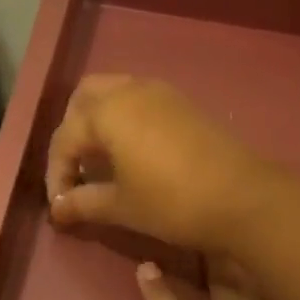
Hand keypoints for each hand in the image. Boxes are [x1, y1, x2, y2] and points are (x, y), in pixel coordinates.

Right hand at [46, 76, 271, 252]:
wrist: (243, 199)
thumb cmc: (171, 202)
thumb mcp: (121, 206)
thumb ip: (83, 203)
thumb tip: (57, 209)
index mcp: (108, 112)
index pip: (65, 138)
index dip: (56, 174)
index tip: (60, 206)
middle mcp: (131, 90)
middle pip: (85, 99)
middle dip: (72, 133)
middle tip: (75, 170)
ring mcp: (162, 93)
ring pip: (115, 94)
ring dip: (99, 123)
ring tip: (101, 164)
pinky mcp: (184, 105)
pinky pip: (141, 102)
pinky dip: (125, 121)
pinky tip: (131, 156)